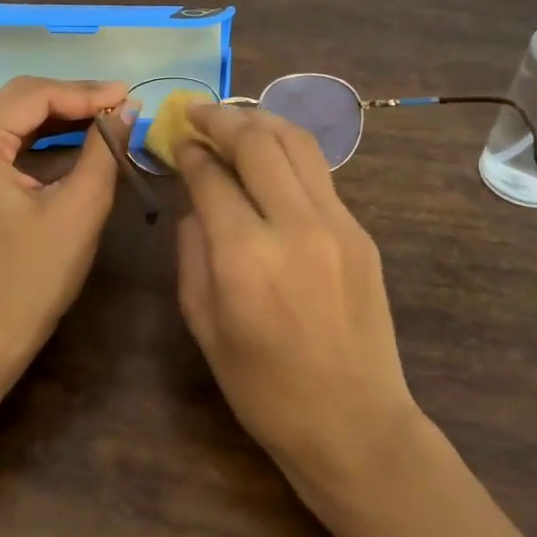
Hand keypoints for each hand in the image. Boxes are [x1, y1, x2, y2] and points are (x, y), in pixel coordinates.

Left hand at [0, 75, 133, 353]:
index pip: (32, 96)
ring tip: (106, 115)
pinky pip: (2, 140)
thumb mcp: (80, 207)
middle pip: (17, 100)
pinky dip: (39, 137)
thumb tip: (127, 108)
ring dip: (57, 115)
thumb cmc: (35, 275)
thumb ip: (104, 149)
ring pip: (10, 117)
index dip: (84, 92)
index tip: (127, 93)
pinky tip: (75, 136)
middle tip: (119, 102)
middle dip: (71, 99)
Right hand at [174, 104, 424, 494]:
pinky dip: (287, 152)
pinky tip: (269, 159)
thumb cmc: (263, 388)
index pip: (211, 176)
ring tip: (233, 120)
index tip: (175, 140)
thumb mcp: (203, 324)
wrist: (354, 423)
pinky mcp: (361, 232)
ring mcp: (337, 224)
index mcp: (245, 256)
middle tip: (196, 113)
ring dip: (260, 121)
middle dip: (220, 118)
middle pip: (257, 141)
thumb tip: (197, 204)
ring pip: (297, 143)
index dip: (188, 151)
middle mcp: (294, 225)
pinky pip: (319, 173)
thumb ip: (192, 252)